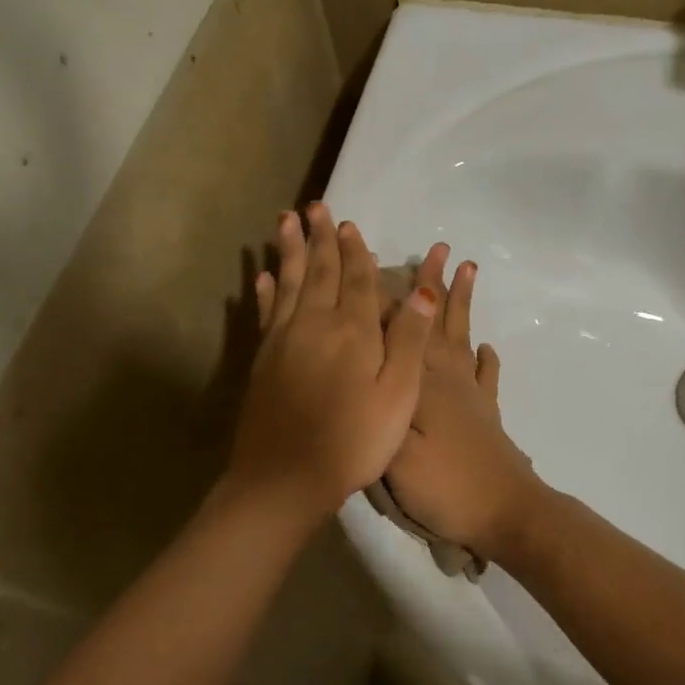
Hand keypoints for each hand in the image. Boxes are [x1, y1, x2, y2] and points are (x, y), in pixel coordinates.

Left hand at [227, 203, 436, 521]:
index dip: (355, 251)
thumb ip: (408, 340)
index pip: (356, 280)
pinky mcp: (263, 360)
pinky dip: (266, 291)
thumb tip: (421, 291)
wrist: (286, 478)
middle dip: (320, 238)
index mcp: (353, 332)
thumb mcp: (397, 395)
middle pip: (320, 272)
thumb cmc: (353, 440)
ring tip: (285, 221)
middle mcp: (315, 325)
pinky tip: (264, 275)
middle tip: (314, 206)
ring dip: (290, 251)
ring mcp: (284, 341)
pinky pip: (266, 312)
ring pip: (290, 283)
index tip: (349, 224)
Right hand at [383, 245, 544, 558]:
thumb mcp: (395, 452)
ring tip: (469, 271)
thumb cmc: (445, 484)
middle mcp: (447, 378)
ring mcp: (471, 395)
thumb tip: (361, 367)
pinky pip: (486, 377)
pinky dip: (487, 359)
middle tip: (439, 249)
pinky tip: (487, 348)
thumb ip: (378, 407)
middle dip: (434, 284)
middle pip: (436, 323)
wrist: (506, 512)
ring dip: (462, 305)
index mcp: (419, 383)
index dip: (386, 295)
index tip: (375, 259)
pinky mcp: (487, 415)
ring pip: (462, 338)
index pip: (399, 330)